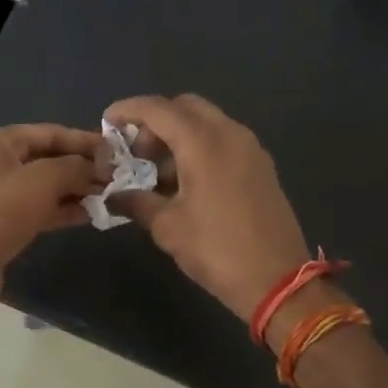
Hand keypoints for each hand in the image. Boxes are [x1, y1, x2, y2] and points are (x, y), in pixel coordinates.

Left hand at [0, 123, 104, 325]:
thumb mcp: (42, 181)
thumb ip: (74, 167)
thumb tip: (97, 168)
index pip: (49, 132)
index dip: (84, 140)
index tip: (117, 151)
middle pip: (47, 158)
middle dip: (81, 167)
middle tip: (117, 177)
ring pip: (44, 186)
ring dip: (75, 190)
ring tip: (109, 196)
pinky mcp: (0, 225)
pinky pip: (37, 210)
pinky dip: (62, 210)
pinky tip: (90, 215)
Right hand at [104, 95, 309, 321]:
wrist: (279, 281)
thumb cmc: (217, 249)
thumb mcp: (168, 227)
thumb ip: (137, 202)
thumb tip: (113, 196)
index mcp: (203, 142)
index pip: (158, 109)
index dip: (129, 110)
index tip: (108, 121)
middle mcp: (229, 133)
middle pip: (185, 107)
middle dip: (156, 121)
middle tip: (137, 153)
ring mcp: (250, 148)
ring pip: (207, 122)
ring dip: (179, 136)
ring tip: (159, 175)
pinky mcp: (261, 165)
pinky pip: (224, 140)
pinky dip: (200, 147)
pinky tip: (187, 182)